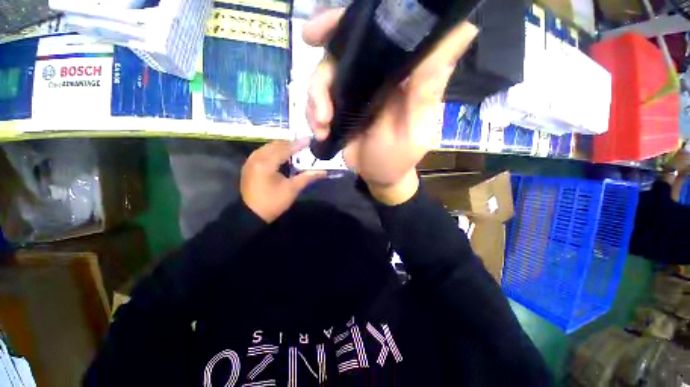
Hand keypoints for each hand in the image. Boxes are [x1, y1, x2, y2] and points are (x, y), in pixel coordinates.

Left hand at [241, 139, 325, 222]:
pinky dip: (273, 151)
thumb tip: (323, 172)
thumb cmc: (273, 202)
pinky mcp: (249, 165)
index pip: (285, 149)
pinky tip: (281, 156)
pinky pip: (262, 152)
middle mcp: (256, 158)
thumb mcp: (292, 189)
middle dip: (290, 143)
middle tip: (303, 144)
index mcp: (266, 164)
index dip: (298, 144)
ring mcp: (250, 161)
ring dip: (281, 146)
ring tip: (294, 149)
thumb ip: (307, 177)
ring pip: (268, 147)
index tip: (309, 139)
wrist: (252, 215)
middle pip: (275, 144)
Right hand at [304, 8, 477, 204]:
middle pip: (344, 51)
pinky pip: (319, 100)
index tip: (328, 26)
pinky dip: (313, 113)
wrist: (378, 177)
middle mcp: (377, 77)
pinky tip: (319, 131)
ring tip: (321, 124)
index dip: (354, 22)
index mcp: (400, 76)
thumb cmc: (398, 158)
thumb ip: (427, 88)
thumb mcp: (414, 128)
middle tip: (311, 66)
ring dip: (316, 98)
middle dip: (325, 59)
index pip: (382, 34)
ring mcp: (356, 93)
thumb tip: (463, 30)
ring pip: (326, 76)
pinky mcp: (341, 108)